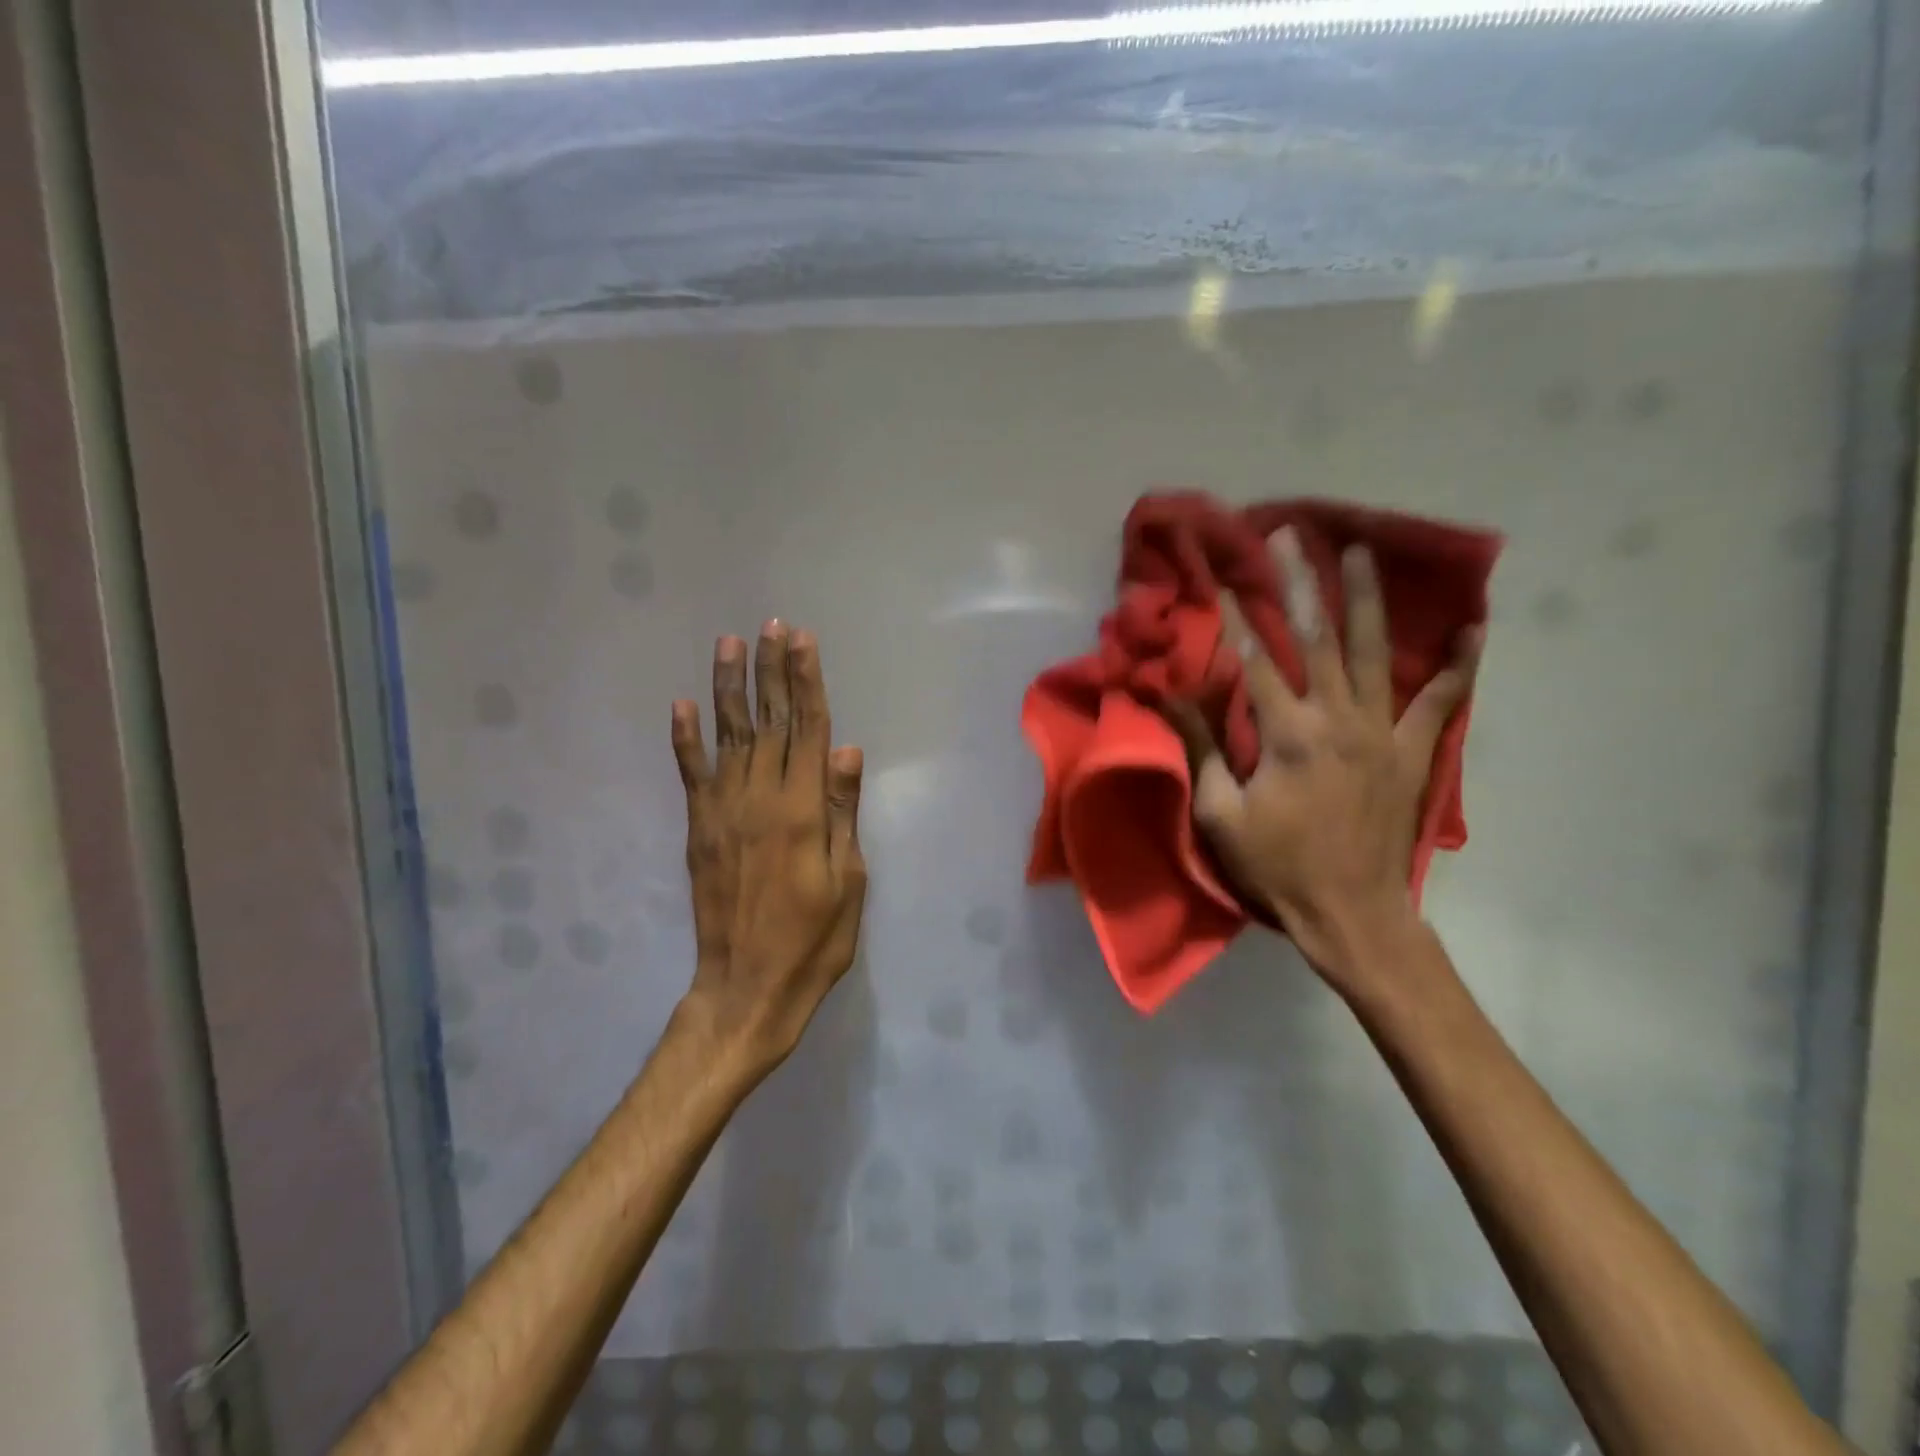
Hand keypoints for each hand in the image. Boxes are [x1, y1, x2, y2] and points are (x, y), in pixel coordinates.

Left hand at [671, 623, 867, 1072]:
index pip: (808, 730)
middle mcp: (761, 800)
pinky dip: (684, 738)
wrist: (747, 987)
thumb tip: (847, 750)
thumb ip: (843, 812)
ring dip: (729, 688)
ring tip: (729, 644)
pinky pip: (690, 774)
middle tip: (771, 626)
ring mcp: (723, 812)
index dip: (806, 682)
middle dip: (772, 671)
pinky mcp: (699, 830)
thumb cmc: (814, 940)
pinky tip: (681, 705)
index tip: (802, 641)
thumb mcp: (849, 881)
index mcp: (803, 811)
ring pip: (729, 736)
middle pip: (770, 722)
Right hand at [1165, 529, 1482, 991]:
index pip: (1254, 659)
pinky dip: (1459, 664)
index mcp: (1288, 734)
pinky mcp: (1414, 753)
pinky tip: (1472, 626)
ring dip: (1366, 599)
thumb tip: (1174, 695)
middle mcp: (1338, 719)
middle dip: (1298, 581)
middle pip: (1317, 637)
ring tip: (1360, 552)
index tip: (1220, 573)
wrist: (1351, 914)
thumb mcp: (1220, 813)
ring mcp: (1383, 733)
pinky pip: (1442, 701)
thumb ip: (1202, 748)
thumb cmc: (1276, 866)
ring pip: (1376, 652)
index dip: (1234, 614)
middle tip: (1290, 534)